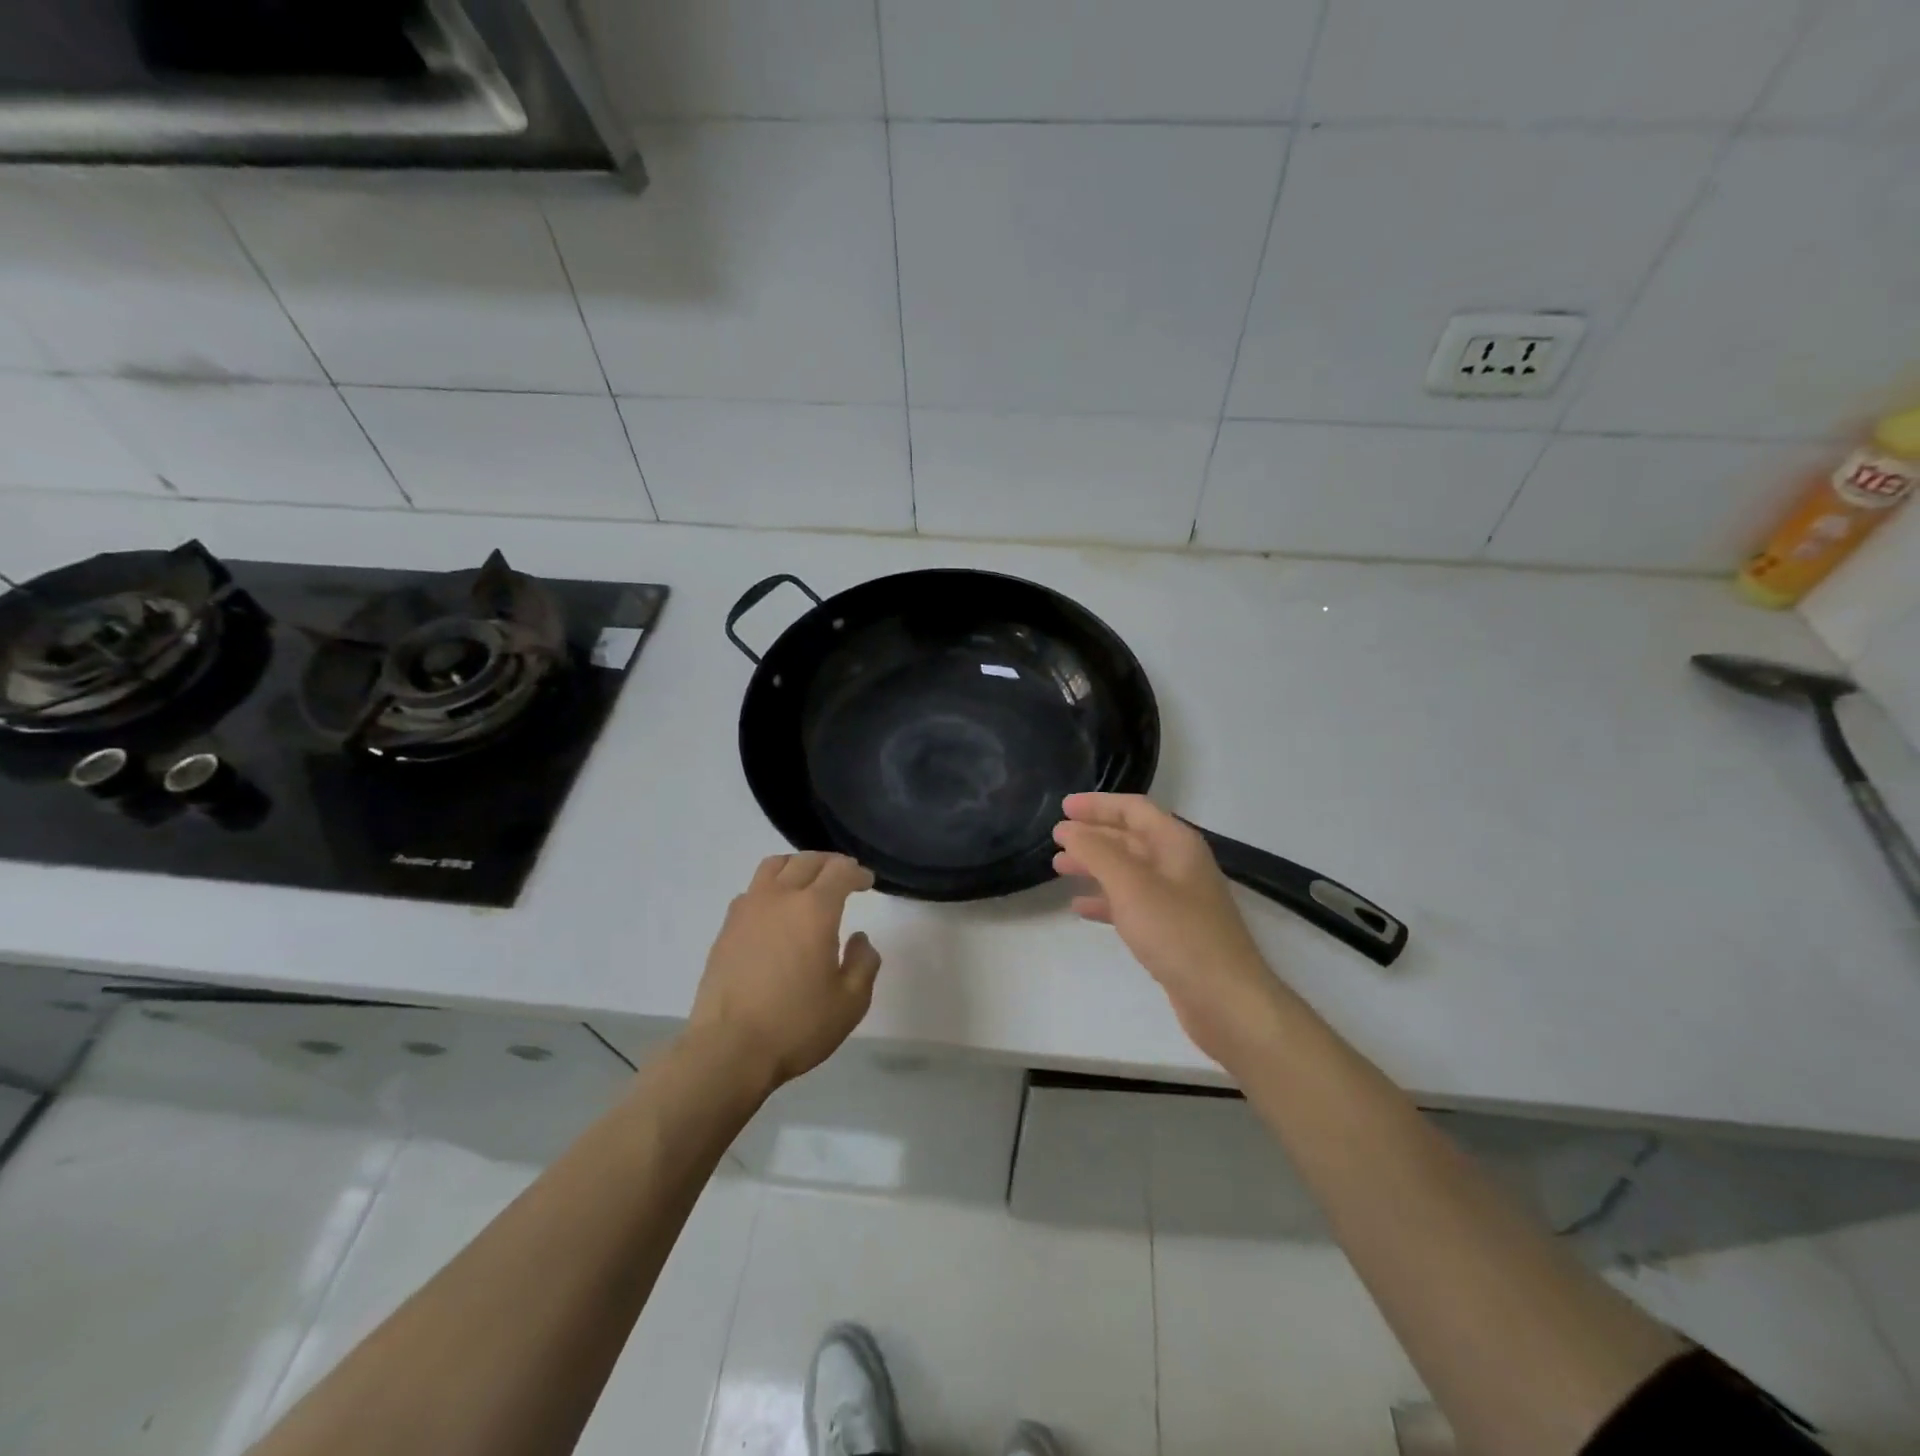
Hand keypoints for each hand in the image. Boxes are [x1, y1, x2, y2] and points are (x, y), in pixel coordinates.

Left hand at [688, 852, 881, 1088]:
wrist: (728, 1050)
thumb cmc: (796, 1025)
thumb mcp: (850, 1003)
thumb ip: (863, 963)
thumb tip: (859, 939)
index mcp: (814, 909)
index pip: (840, 872)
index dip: (857, 873)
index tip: (867, 882)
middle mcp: (779, 898)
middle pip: (807, 861)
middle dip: (830, 863)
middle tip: (843, 875)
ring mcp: (748, 910)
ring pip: (774, 866)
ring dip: (797, 866)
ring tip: (807, 881)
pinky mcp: (726, 928)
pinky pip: (752, 890)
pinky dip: (771, 887)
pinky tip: (776, 910)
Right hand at [1053, 793, 1283, 1067]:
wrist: (1226, 1001)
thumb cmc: (1178, 934)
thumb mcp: (1131, 886)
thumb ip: (1097, 852)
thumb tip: (1068, 829)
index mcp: (1177, 844)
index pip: (1134, 809)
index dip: (1098, 805)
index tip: (1063, 807)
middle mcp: (1179, 865)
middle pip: (1130, 838)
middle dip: (1093, 835)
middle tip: (1056, 839)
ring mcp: (1178, 900)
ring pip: (1128, 871)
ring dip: (1095, 866)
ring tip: (1059, 868)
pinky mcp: (1172, 932)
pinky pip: (1132, 904)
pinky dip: (1106, 901)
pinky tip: (1081, 908)